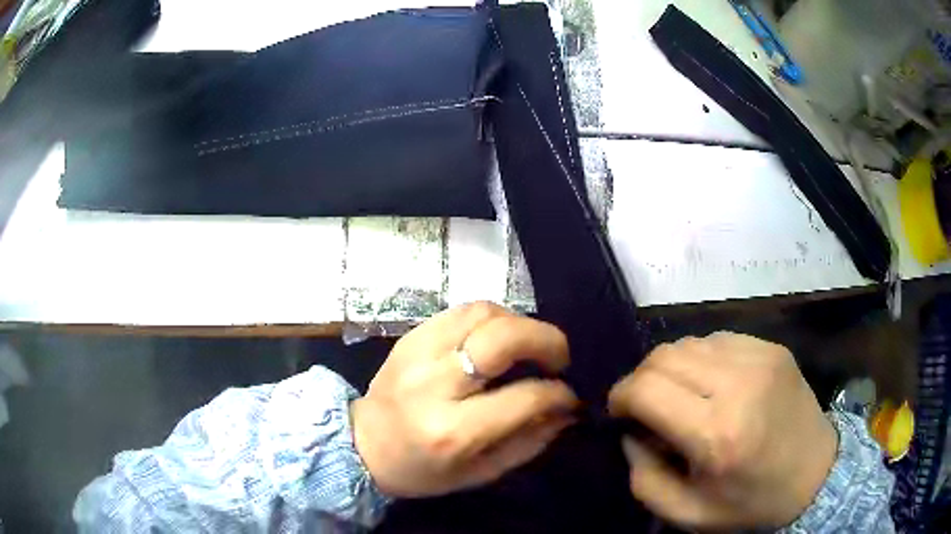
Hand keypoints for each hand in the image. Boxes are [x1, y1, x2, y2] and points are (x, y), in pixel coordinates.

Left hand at [351, 302, 578, 497]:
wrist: (362, 445)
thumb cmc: (422, 470)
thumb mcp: (481, 473)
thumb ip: (529, 442)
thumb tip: (567, 410)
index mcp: (454, 431)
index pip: (524, 397)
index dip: (559, 393)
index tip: (570, 395)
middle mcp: (435, 385)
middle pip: (502, 339)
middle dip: (546, 340)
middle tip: (558, 357)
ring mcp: (418, 353)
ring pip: (483, 313)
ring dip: (518, 323)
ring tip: (527, 346)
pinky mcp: (410, 337)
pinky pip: (460, 310)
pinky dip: (490, 318)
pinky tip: (496, 338)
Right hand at [608, 333, 836, 529]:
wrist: (816, 475)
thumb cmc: (750, 503)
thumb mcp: (686, 513)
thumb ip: (643, 477)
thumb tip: (632, 432)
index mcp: (716, 434)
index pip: (646, 389)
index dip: (620, 396)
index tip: (619, 413)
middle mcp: (739, 384)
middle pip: (664, 356)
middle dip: (642, 379)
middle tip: (646, 407)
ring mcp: (761, 358)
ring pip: (689, 342)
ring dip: (672, 368)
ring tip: (682, 396)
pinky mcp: (773, 348)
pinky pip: (719, 339)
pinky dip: (702, 360)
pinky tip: (712, 384)